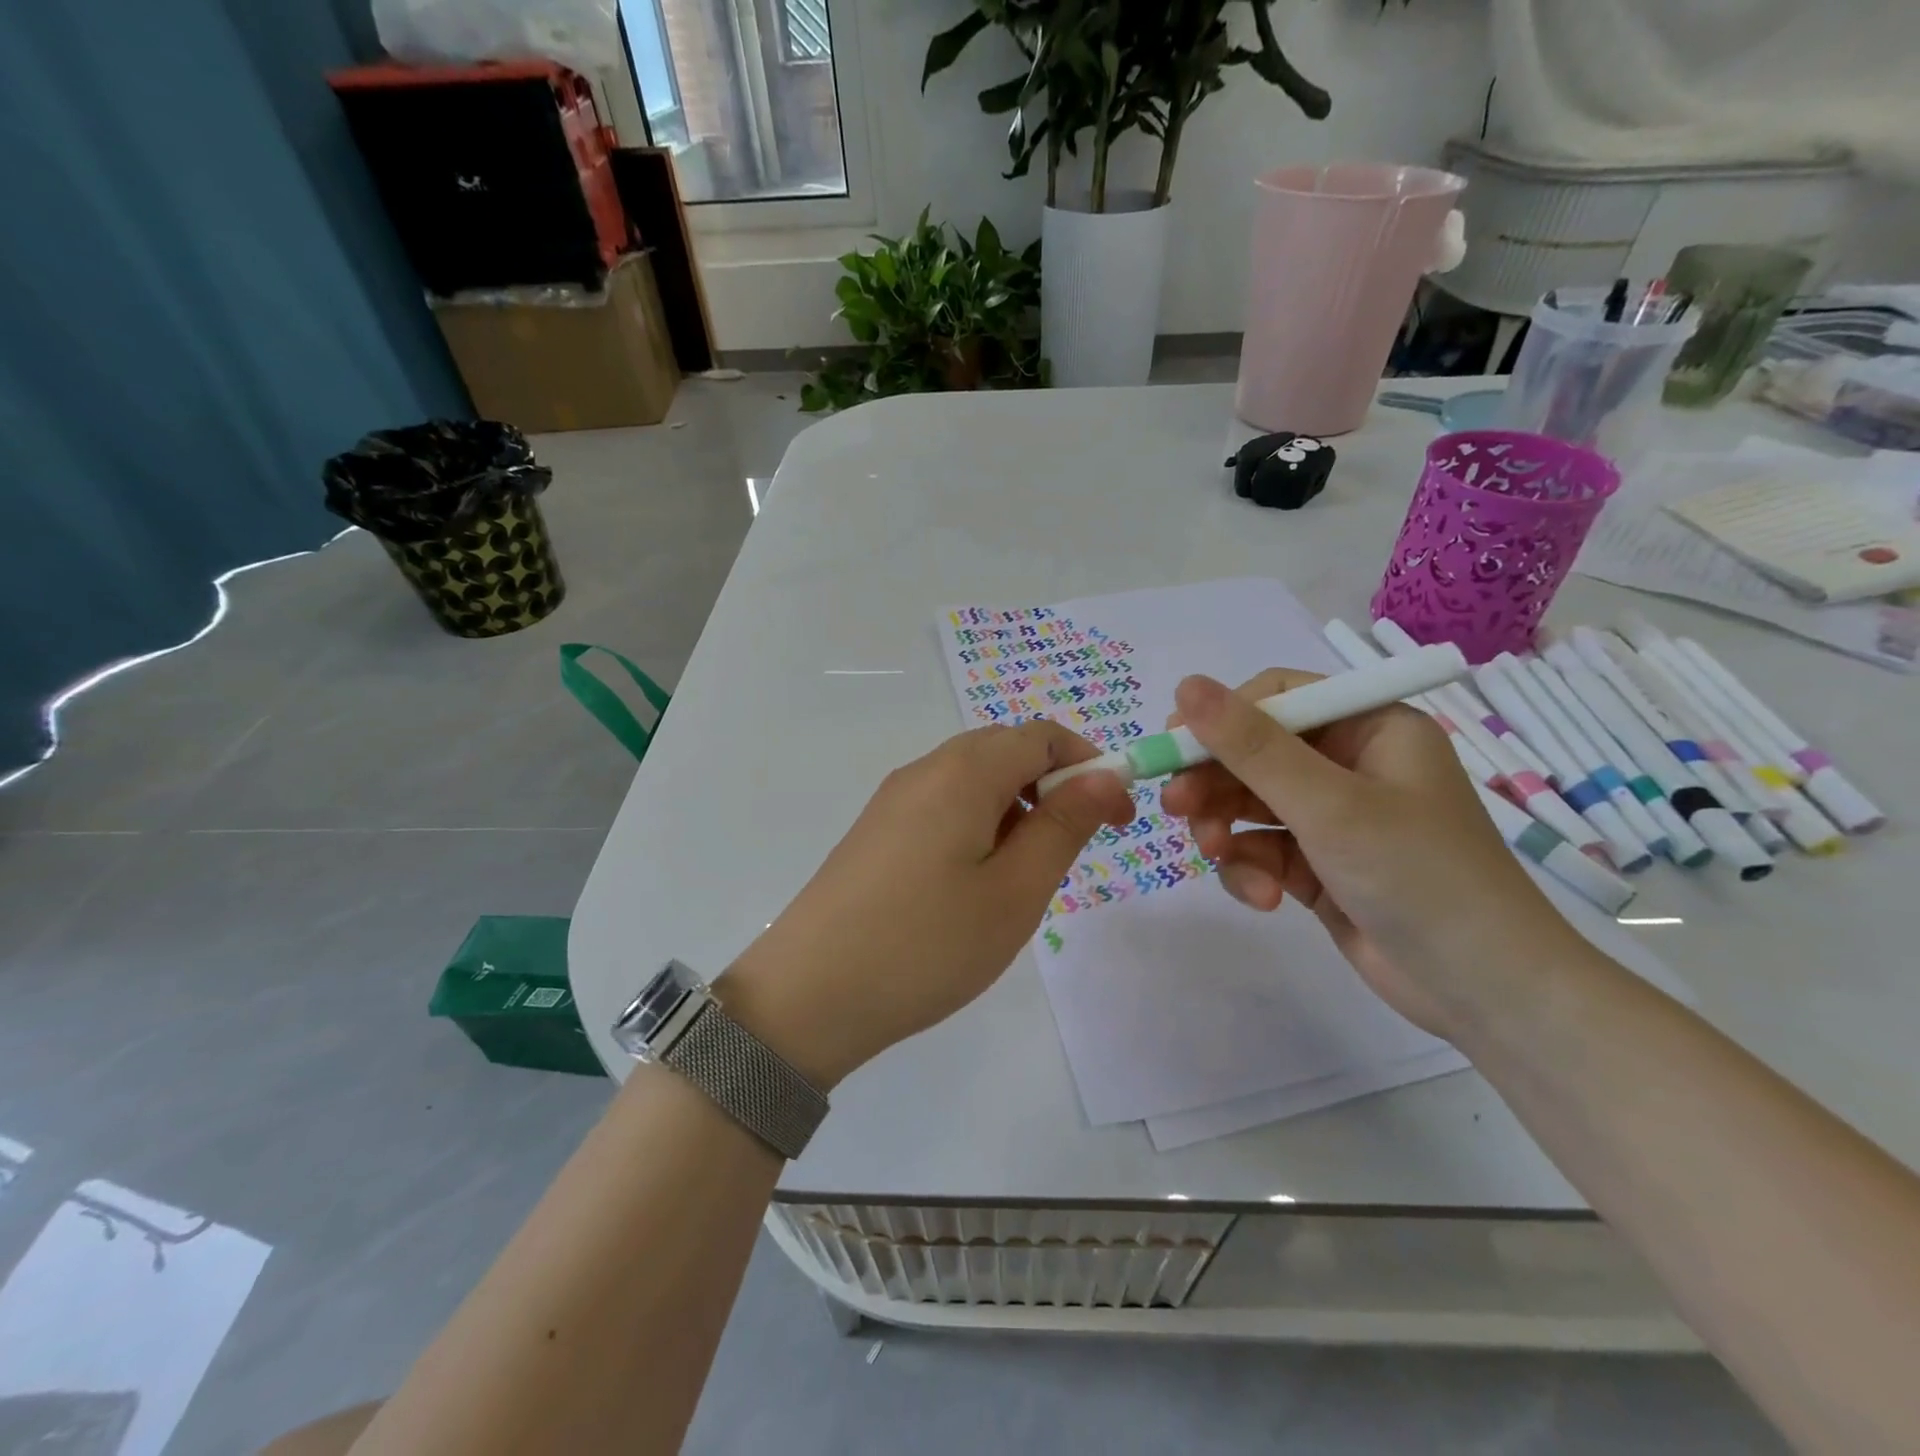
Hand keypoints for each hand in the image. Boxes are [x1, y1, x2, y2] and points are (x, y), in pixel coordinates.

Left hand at [720, 722, 1133, 1087]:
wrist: (809, 995)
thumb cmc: (927, 944)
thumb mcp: (1014, 891)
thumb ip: (1063, 825)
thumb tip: (1104, 775)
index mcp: (962, 772)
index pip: (1042, 736)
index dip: (1090, 764)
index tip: (1117, 816)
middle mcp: (924, 770)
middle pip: (1005, 750)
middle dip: (1053, 786)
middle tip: (1075, 850)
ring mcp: (893, 800)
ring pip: (974, 780)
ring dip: (1016, 809)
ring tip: (1024, 877)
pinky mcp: (876, 831)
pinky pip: (943, 806)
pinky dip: (979, 825)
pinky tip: (975, 883)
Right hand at [1159, 671, 1577, 1037]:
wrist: (1486, 993)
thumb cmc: (1417, 876)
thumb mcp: (1327, 805)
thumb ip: (1251, 747)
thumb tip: (1185, 685)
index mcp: (1368, 727)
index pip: (1276, 699)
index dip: (1219, 720)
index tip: (1172, 749)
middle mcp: (1349, 764)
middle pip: (1253, 754)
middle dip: (1214, 784)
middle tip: (1174, 809)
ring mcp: (1333, 817)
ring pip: (1248, 805)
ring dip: (1227, 831)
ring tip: (1220, 857)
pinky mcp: (1319, 865)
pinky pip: (1262, 850)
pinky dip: (1252, 871)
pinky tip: (1265, 899)